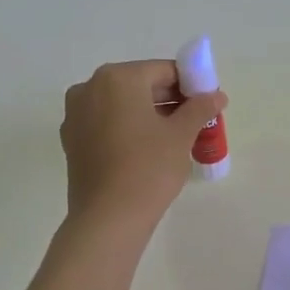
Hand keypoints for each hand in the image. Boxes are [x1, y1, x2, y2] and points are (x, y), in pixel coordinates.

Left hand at [60, 60, 227, 225]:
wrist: (108, 218)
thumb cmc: (148, 168)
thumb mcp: (181, 135)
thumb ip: (200, 108)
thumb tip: (217, 95)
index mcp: (117, 78)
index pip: (164, 71)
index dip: (190, 85)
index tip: (207, 104)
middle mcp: (90, 87)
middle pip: (140, 85)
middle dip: (169, 100)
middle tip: (195, 122)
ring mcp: (76, 114)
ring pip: (122, 105)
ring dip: (149, 115)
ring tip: (175, 138)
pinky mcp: (72, 140)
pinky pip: (107, 123)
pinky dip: (128, 129)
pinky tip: (148, 150)